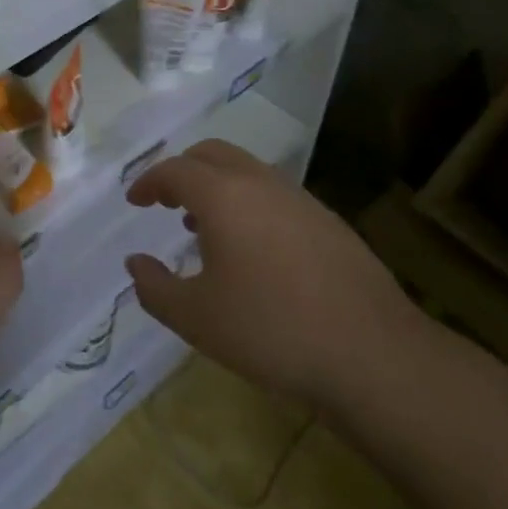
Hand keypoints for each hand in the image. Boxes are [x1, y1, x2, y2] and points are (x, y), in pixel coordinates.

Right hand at [124, 140, 421, 404]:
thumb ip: (154, 287)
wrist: (373, 354)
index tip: (135, 201)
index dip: (148, 182)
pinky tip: (252, 251)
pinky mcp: (330, 222)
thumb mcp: (195, 318)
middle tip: (166, 202)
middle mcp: (262, 184)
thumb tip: (136, 263)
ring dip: (218, 187)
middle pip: (213, 154)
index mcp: (224, 197)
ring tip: (203, 229)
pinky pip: (276, 195)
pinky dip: (249, 204)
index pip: (175, 170)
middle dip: (183, 170)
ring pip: (248, 172)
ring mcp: (302, 200)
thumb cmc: (270, 331)